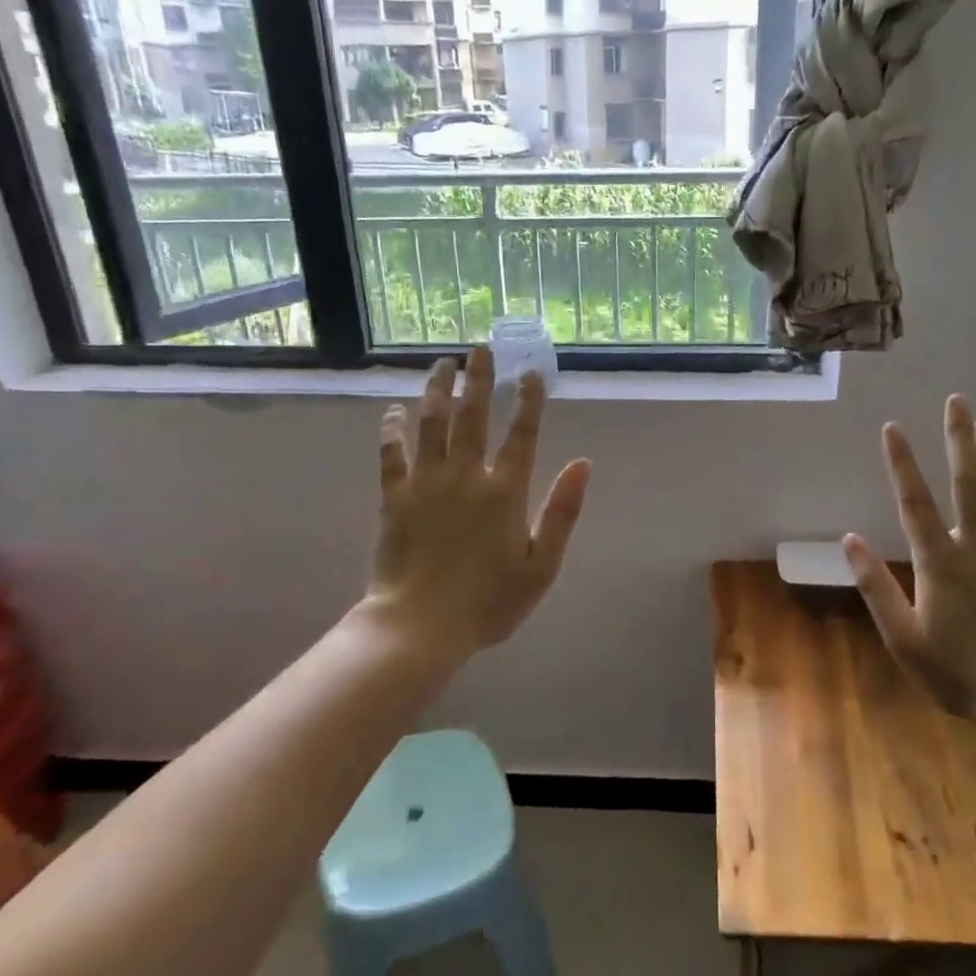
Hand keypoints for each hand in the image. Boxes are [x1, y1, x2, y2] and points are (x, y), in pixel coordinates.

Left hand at [368, 347, 591, 655]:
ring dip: (437, 389)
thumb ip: (563, 511)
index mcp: (504, 491)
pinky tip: (393, 409)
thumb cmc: (489, 602)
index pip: (521, 434)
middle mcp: (465, 475)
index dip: (528, 401)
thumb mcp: (542, 565)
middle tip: (480, 348)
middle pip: (472, 415)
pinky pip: (391, 453)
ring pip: (431, 423)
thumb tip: (583, 463)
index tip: (530, 373)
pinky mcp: (394, 497)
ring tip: (443, 363)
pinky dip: (392, 428)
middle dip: (479, 379)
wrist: (421, 627)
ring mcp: (426, 483)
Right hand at [843, 395, 975, 724]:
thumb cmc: (960, 674)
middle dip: (959, 438)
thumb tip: (848, 540)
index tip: (892, 427)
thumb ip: (876, 587)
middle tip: (957, 401)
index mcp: (940, 562)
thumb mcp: (904, 639)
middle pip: (968, 481)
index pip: (914, 501)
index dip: (901, 462)